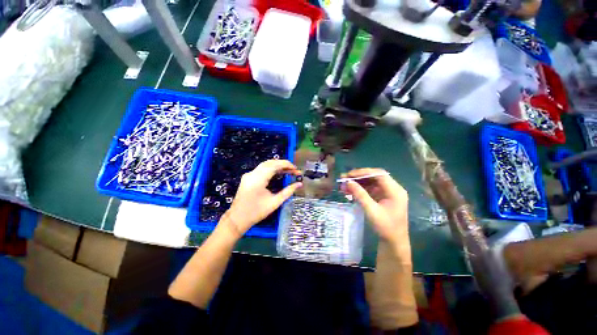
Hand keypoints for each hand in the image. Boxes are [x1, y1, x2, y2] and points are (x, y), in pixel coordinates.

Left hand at [223, 160, 301, 236]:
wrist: (237, 219)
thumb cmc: (256, 212)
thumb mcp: (275, 202)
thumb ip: (288, 191)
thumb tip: (299, 184)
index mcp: (258, 178)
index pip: (274, 165)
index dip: (286, 165)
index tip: (296, 169)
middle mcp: (252, 173)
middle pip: (270, 163)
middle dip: (283, 164)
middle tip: (294, 170)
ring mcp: (249, 175)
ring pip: (265, 165)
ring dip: (277, 166)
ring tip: (288, 171)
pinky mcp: (248, 178)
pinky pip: (261, 169)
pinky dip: (271, 169)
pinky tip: (278, 173)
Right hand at [342, 168, 408, 243]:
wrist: (394, 242)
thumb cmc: (385, 227)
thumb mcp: (371, 210)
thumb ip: (360, 194)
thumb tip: (348, 182)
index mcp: (395, 190)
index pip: (379, 174)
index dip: (363, 172)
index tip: (349, 175)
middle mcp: (393, 189)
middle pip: (374, 176)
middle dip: (359, 177)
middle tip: (344, 178)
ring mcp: (388, 193)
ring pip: (371, 182)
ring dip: (358, 183)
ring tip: (344, 185)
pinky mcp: (383, 197)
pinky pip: (370, 189)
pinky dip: (360, 189)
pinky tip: (350, 191)